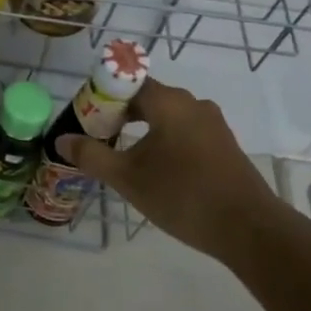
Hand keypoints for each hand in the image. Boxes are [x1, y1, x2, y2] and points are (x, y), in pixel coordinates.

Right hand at [58, 77, 276, 259]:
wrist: (249, 228)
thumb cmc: (182, 195)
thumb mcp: (128, 178)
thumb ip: (92, 155)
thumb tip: (61, 140)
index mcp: (168, 102)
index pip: (126, 82)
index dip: (102, 96)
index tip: (86, 119)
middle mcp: (192, 103)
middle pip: (147, 97)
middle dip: (119, 114)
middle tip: (99, 138)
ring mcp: (212, 123)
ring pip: (167, 116)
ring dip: (143, 129)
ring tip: (124, 156)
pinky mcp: (224, 144)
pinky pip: (185, 131)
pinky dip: (164, 140)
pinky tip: (157, 168)